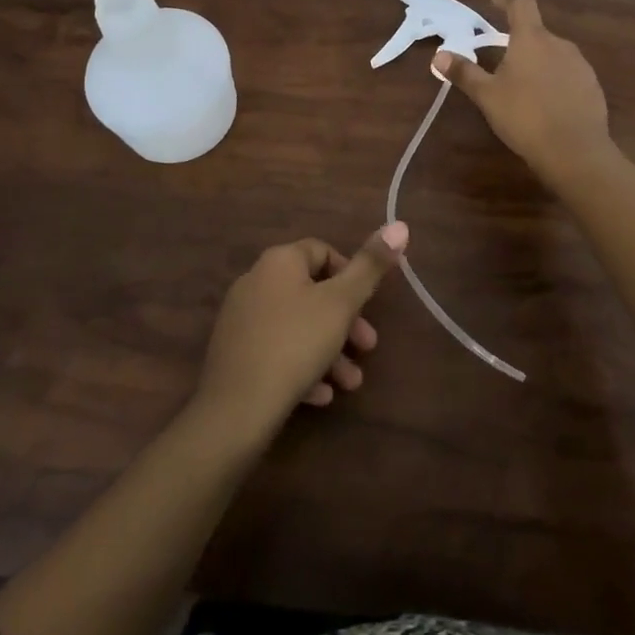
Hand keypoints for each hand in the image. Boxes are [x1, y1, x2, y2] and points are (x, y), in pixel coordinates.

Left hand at [192, 223, 407, 450]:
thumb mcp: (342, 304)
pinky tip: (319, 396)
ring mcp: (241, 318)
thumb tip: (400, 224)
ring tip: (349, 383)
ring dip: (328, 351)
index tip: (368, 305)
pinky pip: (276, 351)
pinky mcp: (234, 353)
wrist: (235, 409)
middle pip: (311, 292)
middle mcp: (256, 280)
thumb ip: (370, 266)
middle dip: (345, 321)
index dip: (351, 274)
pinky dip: (301, 367)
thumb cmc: (295, 344)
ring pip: (297, 326)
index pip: (322, 251)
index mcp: (279, 261)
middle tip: (368, 347)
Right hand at [435, 0, 613, 180]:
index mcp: (531, 39)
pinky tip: (546, 104)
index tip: (495, 0)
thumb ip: (464, 73)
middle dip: (519, 41)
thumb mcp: (487, 96)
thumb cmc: (525, 116)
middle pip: (536, 32)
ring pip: (553, 54)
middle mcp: (559, 44)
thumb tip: (439, 56)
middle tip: (501, 61)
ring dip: (538, 62)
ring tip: (523, 86)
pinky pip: (568, 74)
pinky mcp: (592, 86)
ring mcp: (580, 64)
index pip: (521, 3)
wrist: (575, 151)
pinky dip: (555, 80)